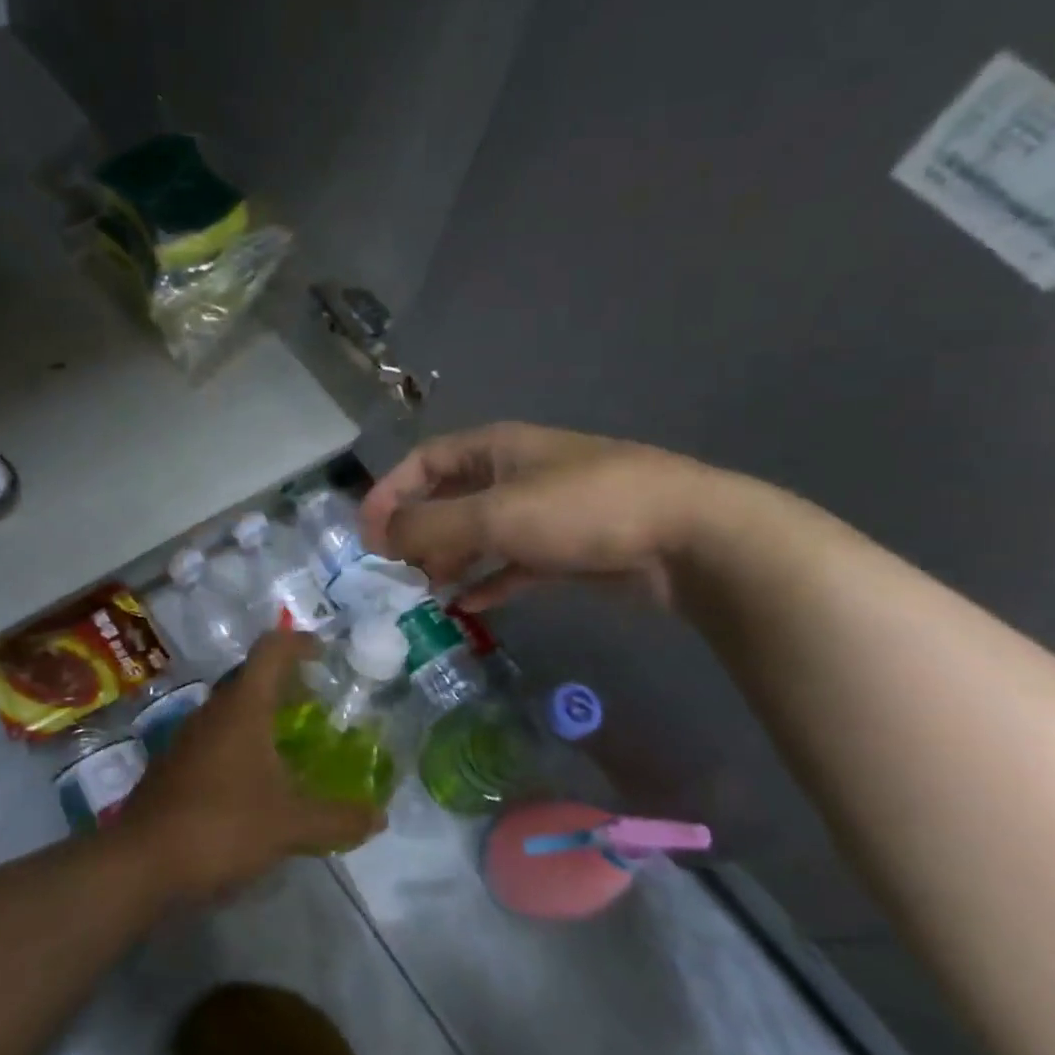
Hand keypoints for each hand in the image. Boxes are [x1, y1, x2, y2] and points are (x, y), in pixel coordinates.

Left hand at [119, 632, 384, 901]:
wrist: (140, 864)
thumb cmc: (221, 827)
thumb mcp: (290, 826)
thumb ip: (338, 819)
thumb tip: (380, 818)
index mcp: (242, 708)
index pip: (270, 651)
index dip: (299, 643)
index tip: (324, 653)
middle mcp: (212, 712)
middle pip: (250, 677)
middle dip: (285, 681)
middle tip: (317, 700)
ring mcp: (188, 738)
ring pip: (231, 709)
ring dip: (262, 713)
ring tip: (293, 739)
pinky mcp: (175, 766)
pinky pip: (216, 738)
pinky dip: (242, 742)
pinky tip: (258, 779)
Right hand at [360, 422, 738, 611]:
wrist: (687, 538)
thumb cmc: (583, 510)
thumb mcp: (497, 514)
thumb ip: (431, 526)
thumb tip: (379, 538)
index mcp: (498, 448)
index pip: (426, 461)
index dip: (391, 492)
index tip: (366, 535)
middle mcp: (517, 474)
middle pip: (451, 499)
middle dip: (418, 532)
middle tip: (392, 571)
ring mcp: (544, 513)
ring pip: (480, 534)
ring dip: (450, 560)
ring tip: (423, 592)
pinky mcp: (567, 550)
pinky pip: (513, 564)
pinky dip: (489, 581)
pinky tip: (468, 606)